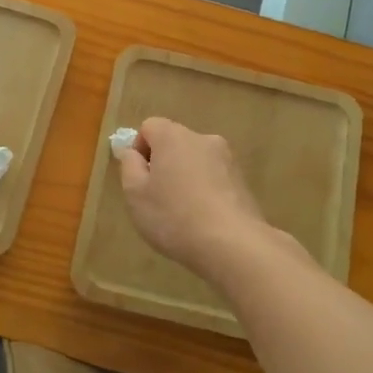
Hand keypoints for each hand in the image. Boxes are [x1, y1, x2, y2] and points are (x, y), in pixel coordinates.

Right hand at [117, 117, 272, 281]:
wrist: (232, 244)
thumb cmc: (174, 216)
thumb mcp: (135, 194)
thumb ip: (129, 166)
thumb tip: (134, 153)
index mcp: (173, 136)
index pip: (149, 127)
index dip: (139, 150)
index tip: (140, 180)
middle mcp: (203, 139)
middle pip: (175, 144)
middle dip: (163, 165)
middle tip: (157, 199)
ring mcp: (228, 160)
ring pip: (196, 162)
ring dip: (186, 179)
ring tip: (183, 214)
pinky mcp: (243, 182)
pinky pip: (214, 180)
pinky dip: (205, 193)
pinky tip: (204, 221)